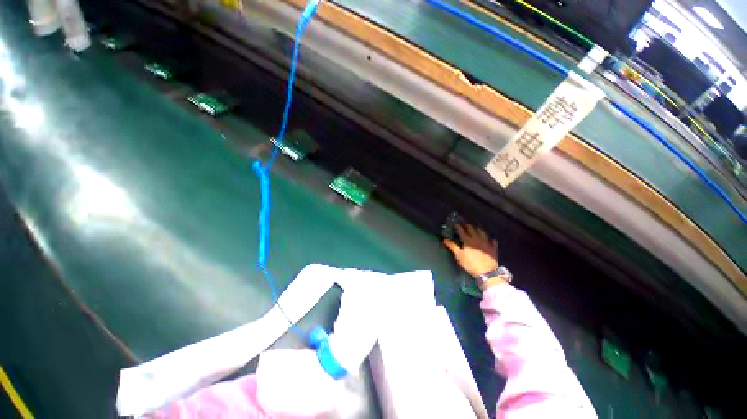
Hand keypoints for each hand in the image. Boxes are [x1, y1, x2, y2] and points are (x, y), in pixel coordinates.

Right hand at [443, 224, 498, 278]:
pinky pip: (492, 240)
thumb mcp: (459, 255)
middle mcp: (477, 238)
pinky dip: (490, 238)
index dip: (458, 227)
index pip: (462, 231)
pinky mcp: (493, 248)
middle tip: (464, 224)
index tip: (455, 224)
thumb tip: (444, 239)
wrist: (487, 272)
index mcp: (468, 240)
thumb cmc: (470, 264)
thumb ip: (452, 246)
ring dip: (478, 229)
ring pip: (482, 232)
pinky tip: (489, 238)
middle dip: (467, 226)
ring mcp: (486, 242)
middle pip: (472, 229)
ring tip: (475, 228)